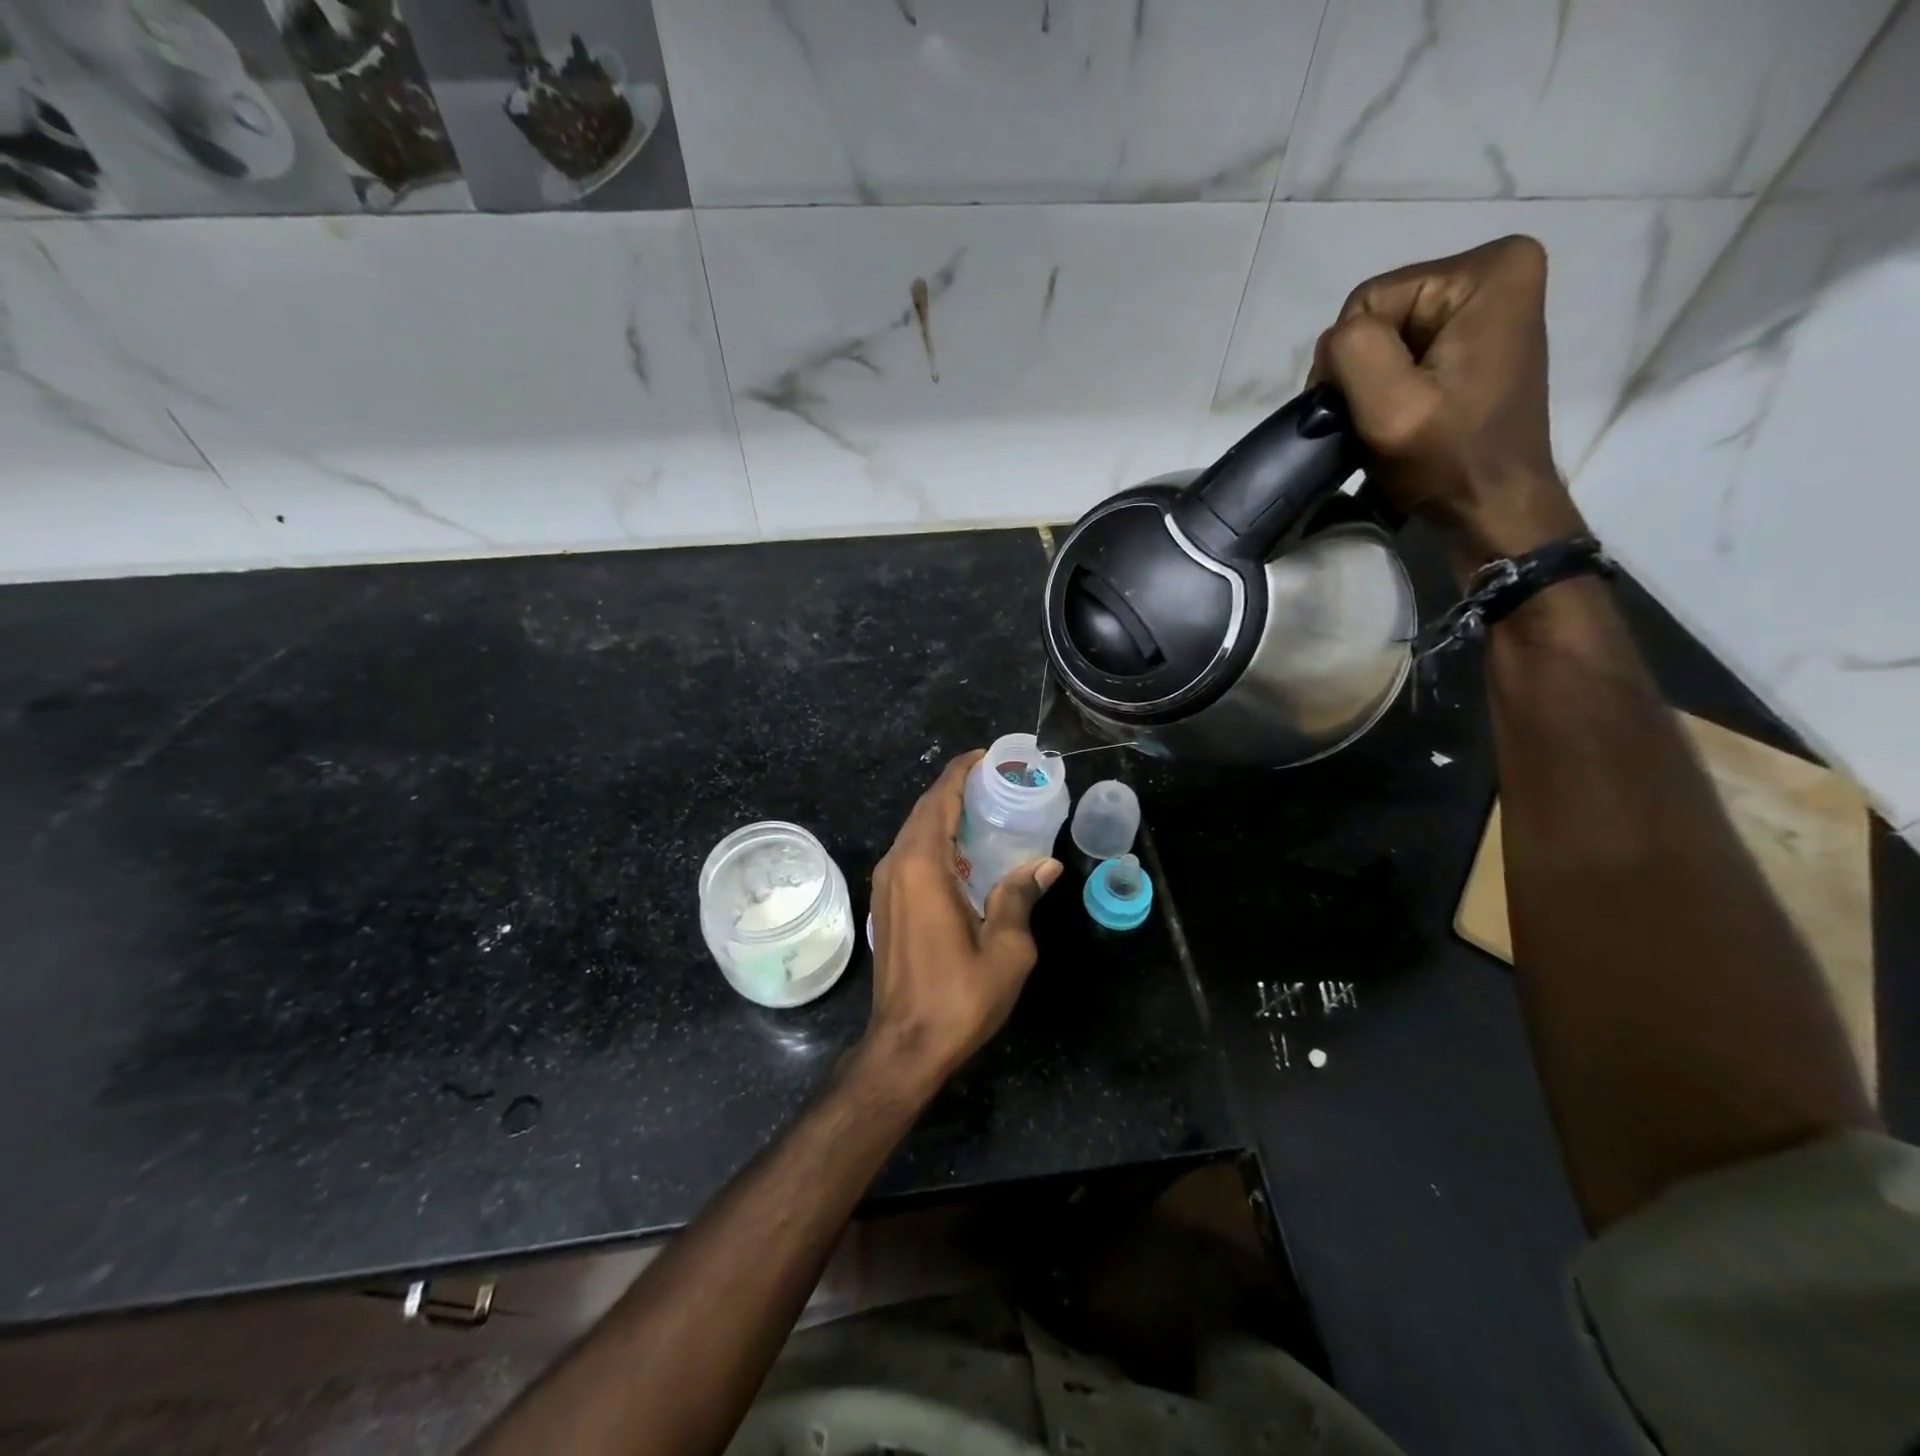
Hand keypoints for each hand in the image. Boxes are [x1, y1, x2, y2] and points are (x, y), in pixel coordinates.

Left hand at [864, 750, 1062, 1087]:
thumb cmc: (958, 996)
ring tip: (984, 810)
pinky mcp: (885, 905)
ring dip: (944, 814)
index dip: (961, 773)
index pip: (940, 800)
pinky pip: (909, 854)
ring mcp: (885, 886)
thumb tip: (1045, 865)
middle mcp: (896, 866)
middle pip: (925, 811)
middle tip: (995, 782)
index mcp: (922, 867)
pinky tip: (964, 853)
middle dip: (956, 789)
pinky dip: (935, 839)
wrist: (905, 1045)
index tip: (986, 757)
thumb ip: (1020, 897)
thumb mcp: (1006, 948)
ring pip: (914, 832)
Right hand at [1311, 234, 1586, 566]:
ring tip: (1387, 423)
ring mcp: (1487, 305)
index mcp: (1489, 270)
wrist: (1491, 507)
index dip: (1350, 361)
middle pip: (1379, 314)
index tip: (1365, 410)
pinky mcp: (1475, 337)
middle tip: (1374, 420)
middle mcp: (1496, 271)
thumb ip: (1353, 351)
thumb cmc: (1447, 459)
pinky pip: (1403, 350)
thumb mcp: (1390, 407)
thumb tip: (1333, 343)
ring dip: (1371, 383)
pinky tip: (1401, 416)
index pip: (1368, 301)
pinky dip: (1388, 387)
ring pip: (1384, 337)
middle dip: (1362, 370)